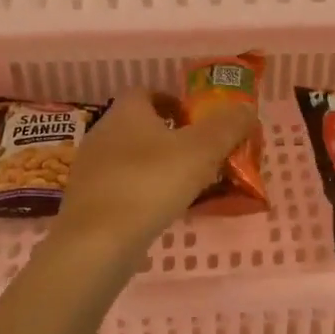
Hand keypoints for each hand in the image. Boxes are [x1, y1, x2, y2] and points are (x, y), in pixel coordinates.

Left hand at [55, 89, 257, 252]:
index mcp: (126, 112)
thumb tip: (247, 110)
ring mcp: (90, 169)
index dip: (173, 101)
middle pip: (139, 126)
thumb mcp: (202, 151)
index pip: (147, 92)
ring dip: (156, 167)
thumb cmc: (151, 183)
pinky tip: (159, 212)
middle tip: (200, 156)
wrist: (97, 241)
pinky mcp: (87, 202)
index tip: (197, 120)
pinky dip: (141, 193)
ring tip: (185, 187)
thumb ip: (228, 127)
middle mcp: (102, 133)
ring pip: (129, 158)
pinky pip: (120, 187)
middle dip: (169, 136)